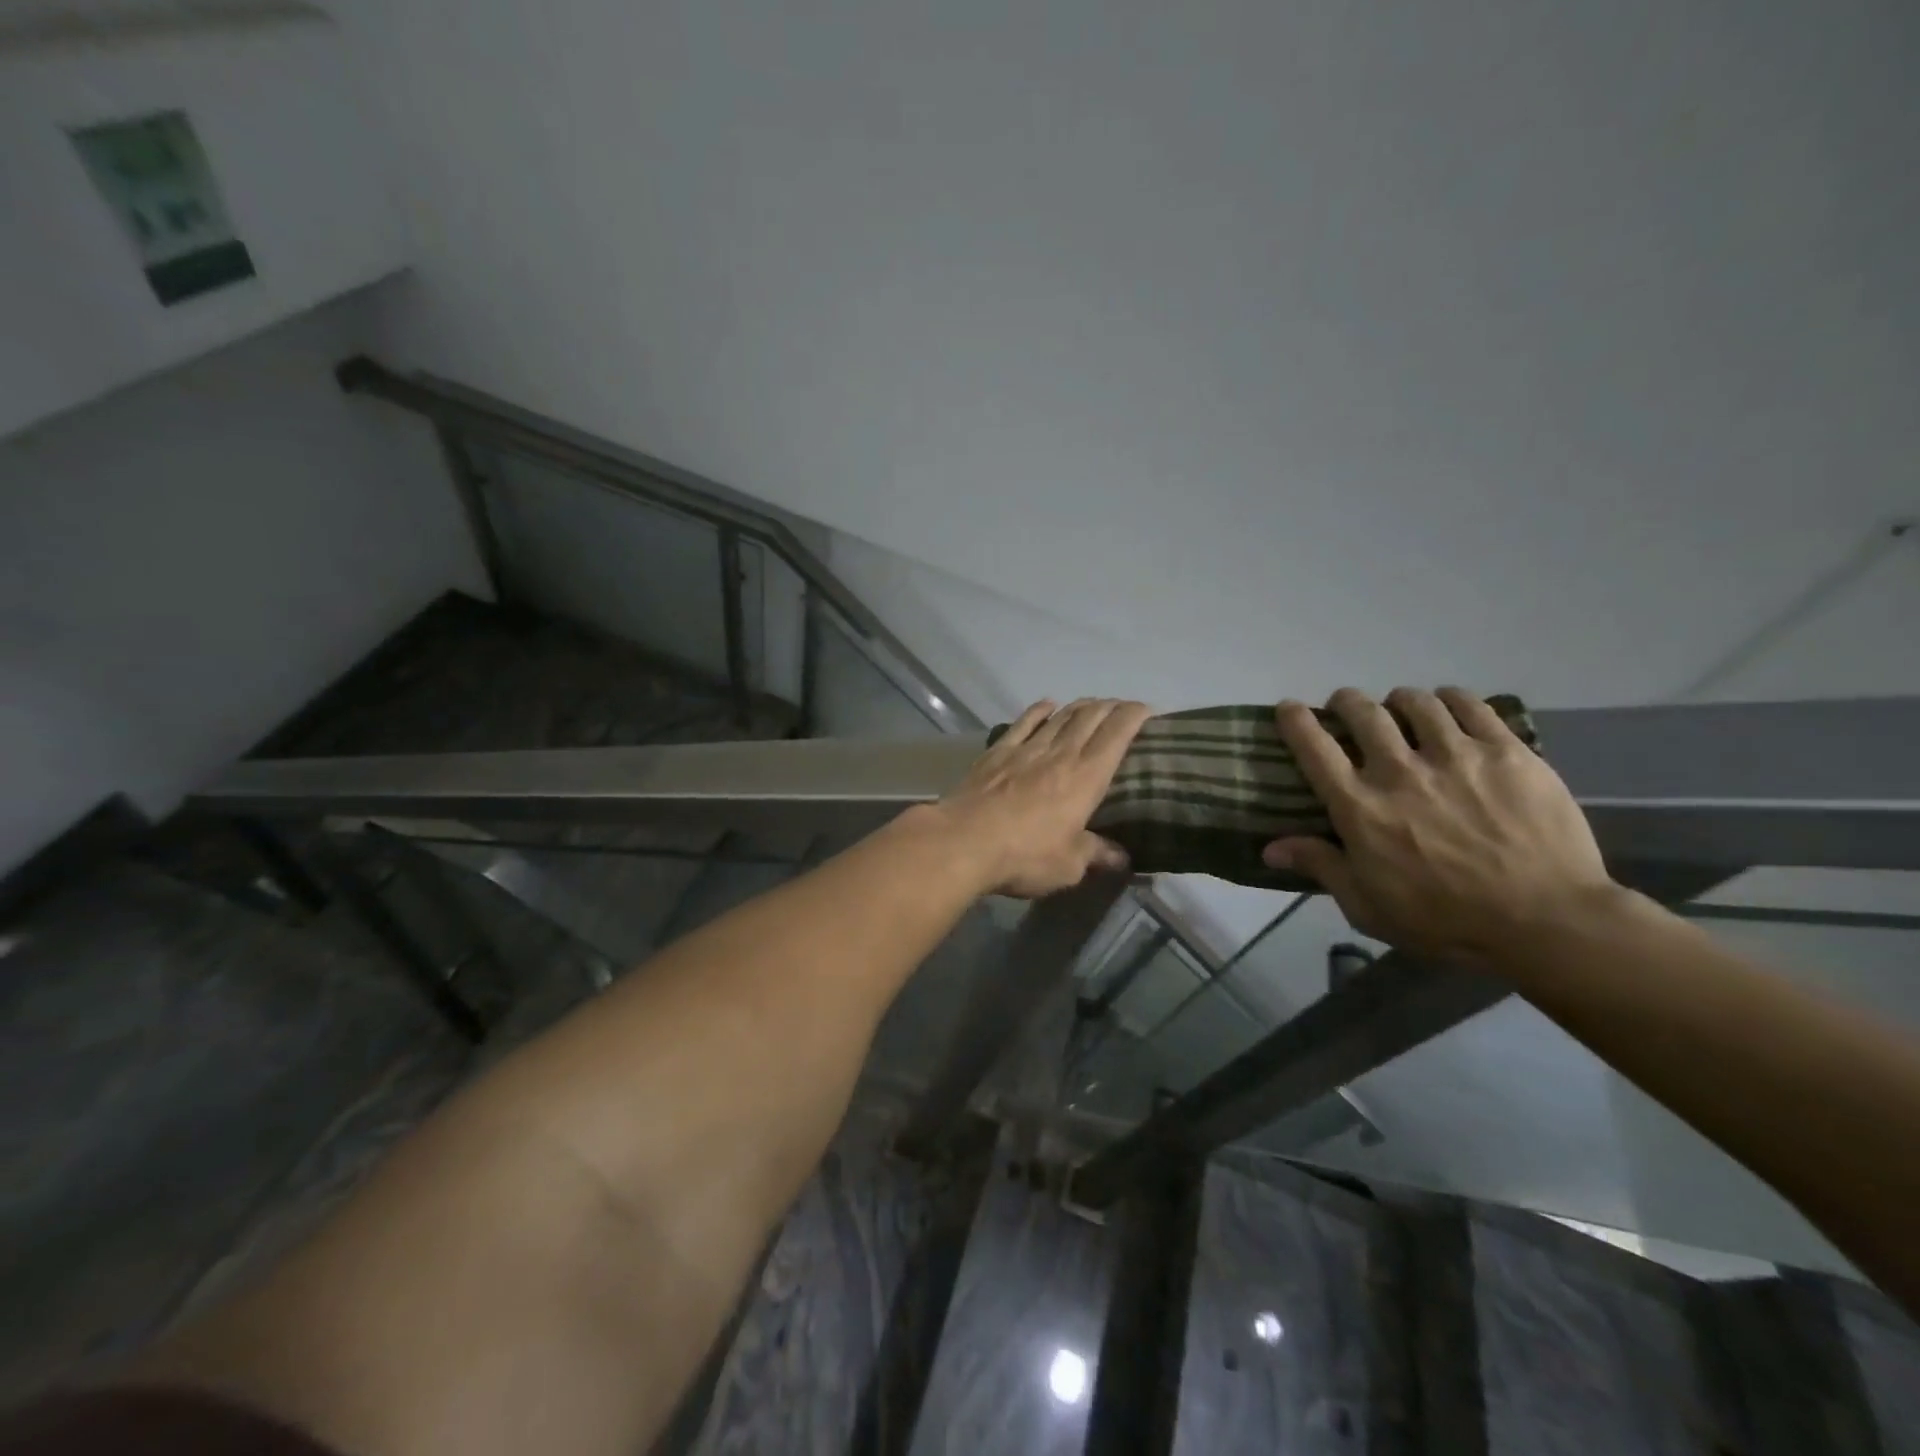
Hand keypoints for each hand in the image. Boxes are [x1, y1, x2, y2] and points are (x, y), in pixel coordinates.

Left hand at [929, 698, 1152, 898]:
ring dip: (1079, 706)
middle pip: (1090, 718)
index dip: (1134, 716)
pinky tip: (1047, 705)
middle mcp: (1060, 754)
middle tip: (1121, 707)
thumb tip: (1122, 859)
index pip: (1117, 735)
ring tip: (1091, 704)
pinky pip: (1023, 723)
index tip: (1147, 710)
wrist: (964, 841)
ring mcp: (1026, 749)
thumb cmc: (1024, 855)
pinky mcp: (997, 753)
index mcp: (1086, 777)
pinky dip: (1039, 710)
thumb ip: (1095, 854)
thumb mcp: (1068, 865)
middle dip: (1110, 707)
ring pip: (1059, 717)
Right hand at [1262, 687, 1615, 960]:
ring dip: (1398, 701)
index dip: (1296, 720)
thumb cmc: (1446, 921)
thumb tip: (1270, 847)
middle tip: (1348, 708)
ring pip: (1415, 702)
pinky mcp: (1506, 751)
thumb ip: (1321, 867)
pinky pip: (1470, 705)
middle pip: (1362, 712)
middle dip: (1346, 702)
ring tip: (1402, 708)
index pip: (1314, 748)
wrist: (1547, 922)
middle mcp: (1399, 771)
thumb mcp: (1368, 907)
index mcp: (1360, 807)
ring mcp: (1455, 756)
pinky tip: (1449, 708)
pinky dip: (1450, 699)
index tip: (1289, 708)